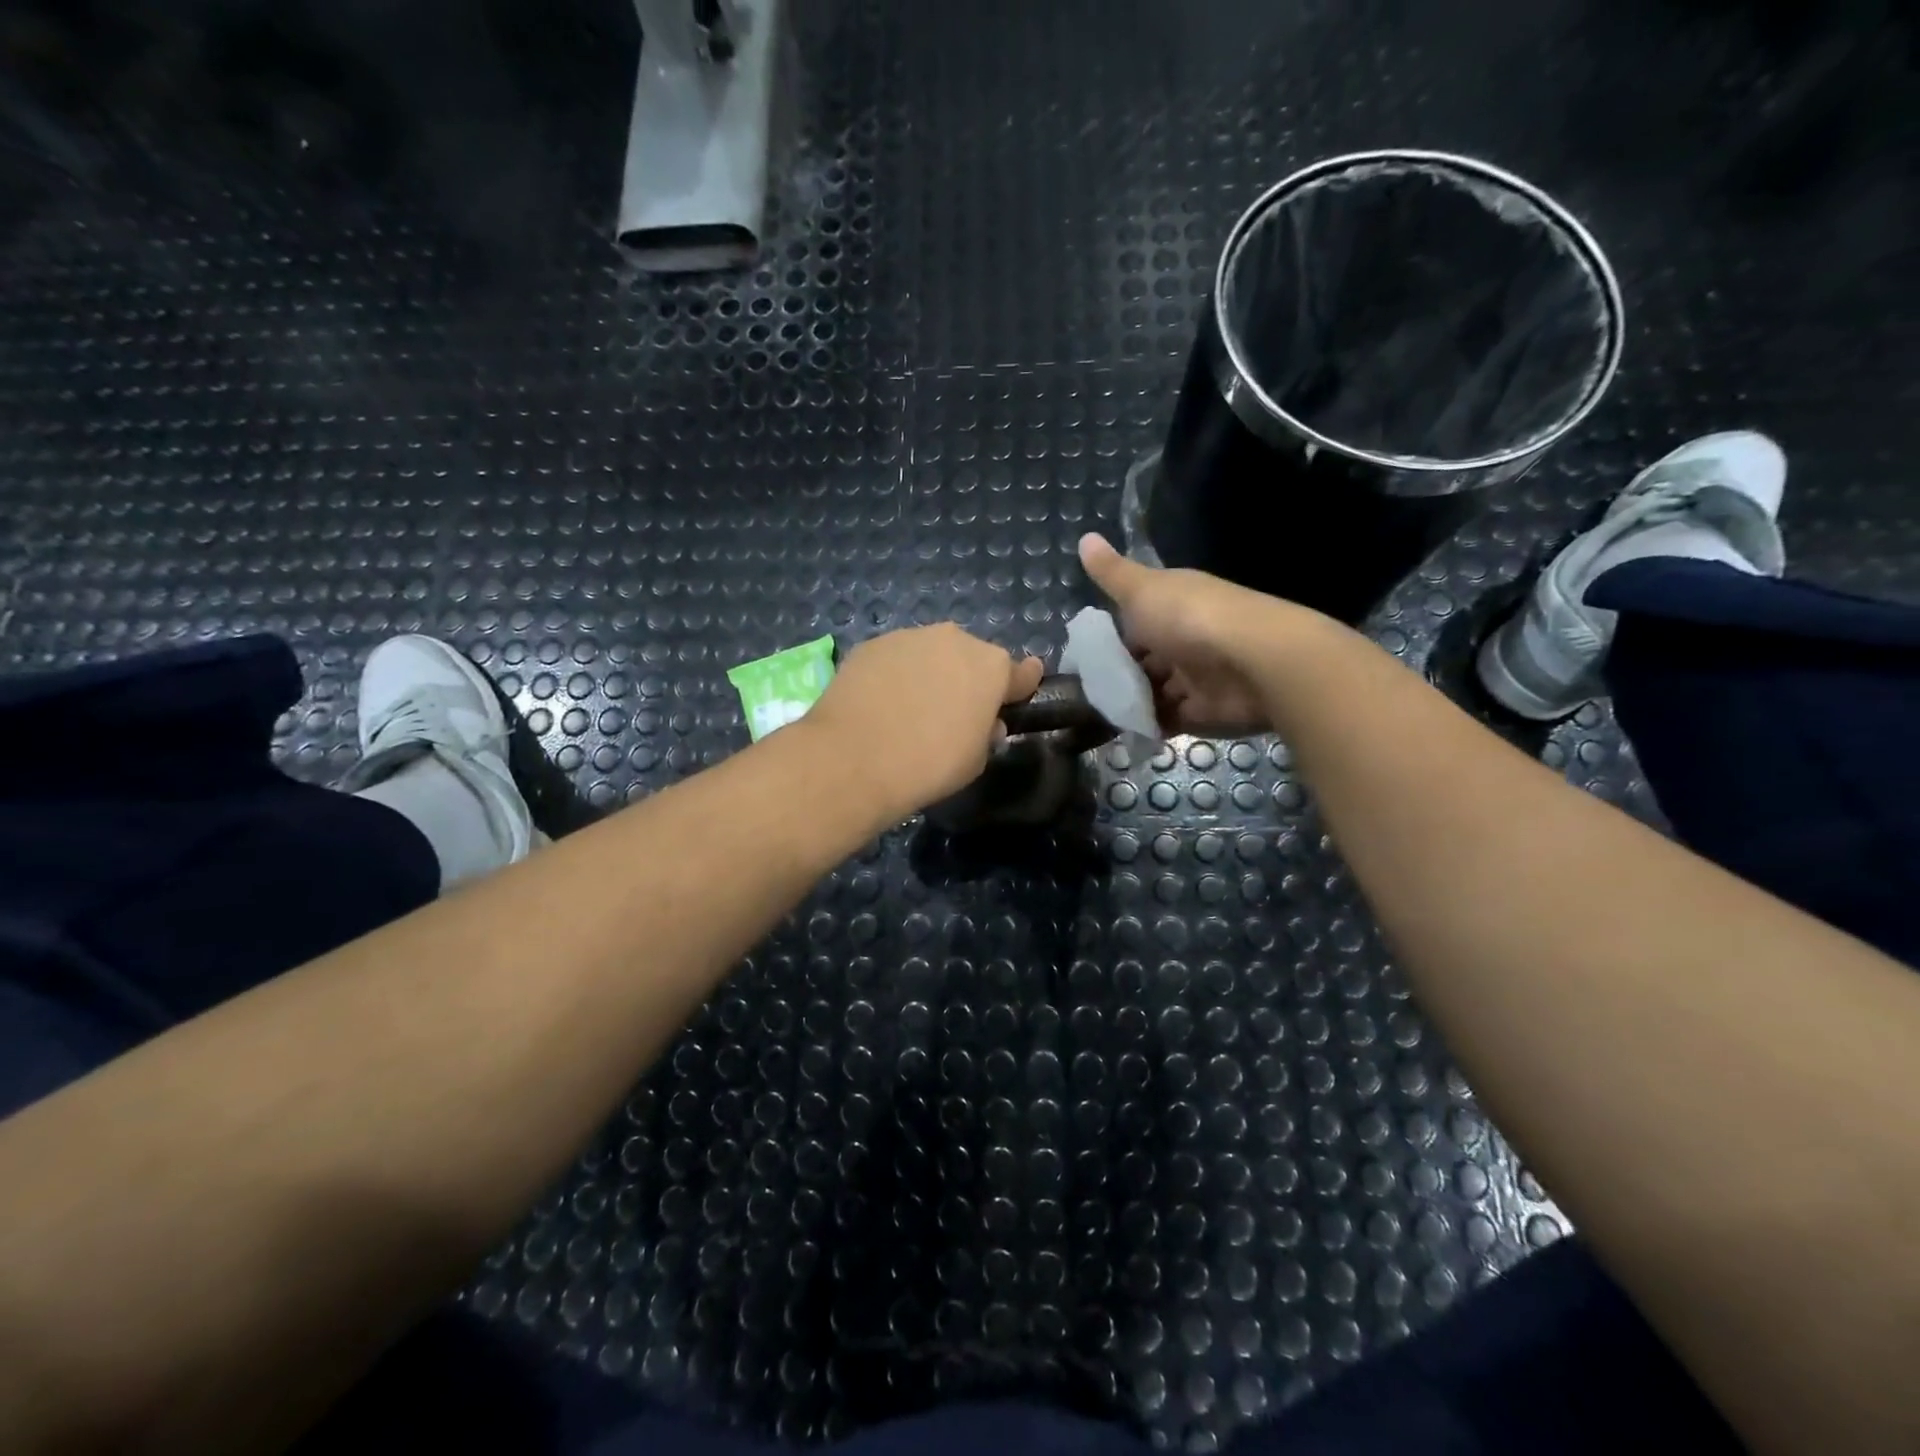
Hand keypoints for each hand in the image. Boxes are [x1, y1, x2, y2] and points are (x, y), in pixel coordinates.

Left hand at [804, 624, 1044, 818]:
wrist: (854, 759)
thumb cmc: (930, 765)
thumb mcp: (976, 760)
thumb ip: (986, 732)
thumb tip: (982, 722)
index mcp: (991, 666)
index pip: (1020, 671)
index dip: (1020, 685)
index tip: (1020, 691)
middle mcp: (954, 640)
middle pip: (970, 658)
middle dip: (967, 678)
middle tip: (952, 711)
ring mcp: (909, 637)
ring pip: (930, 654)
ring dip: (928, 673)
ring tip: (910, 708)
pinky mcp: (871, 645)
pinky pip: (894, 659)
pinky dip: (893, 675)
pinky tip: (880, 704)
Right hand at [1078, 533, 1292, 735]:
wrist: (1254, 662)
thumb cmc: (1190, 619)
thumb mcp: (1142, 590)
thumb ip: (1111, 574)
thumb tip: (1084, 537)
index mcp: (1173, 604)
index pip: (1135, 620)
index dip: (1109, 637)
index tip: (1080, 656)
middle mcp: (1185, 638)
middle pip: (1144, 659)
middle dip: (1117, 674)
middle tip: (1082, 691)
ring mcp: (1196, 675)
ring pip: (1155, 690)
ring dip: (1130, 701)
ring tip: (1095, 714)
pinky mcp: (1204, 710)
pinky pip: (1169, 718)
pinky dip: (1148, 725)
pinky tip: (1122, 730)